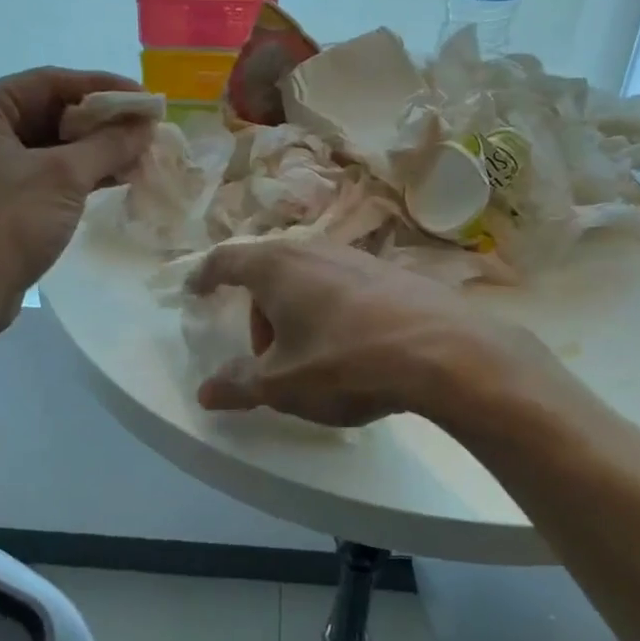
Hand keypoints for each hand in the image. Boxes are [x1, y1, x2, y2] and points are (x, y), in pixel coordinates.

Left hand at [0, 68, 154, 330]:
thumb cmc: (4, 224)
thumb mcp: (63, 177)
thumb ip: (109, 144)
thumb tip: (146, 125)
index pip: (51, 81)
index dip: (104, 89)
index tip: (147, 100)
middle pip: (51, 111)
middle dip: (102, 122)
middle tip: (148, 130)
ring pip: (51, 144)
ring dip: (95, 149)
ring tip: (141, 154)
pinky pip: (46, 171)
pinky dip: (80, 173)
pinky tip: (117, 177)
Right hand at [188, 239, 550, 428]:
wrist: (444, 351)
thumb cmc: (346, 362)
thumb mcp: (283, 384)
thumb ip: (239, 385)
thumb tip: (205, 391)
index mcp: (276, 267)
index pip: (226, 260)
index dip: (206, 276)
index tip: (196, 291)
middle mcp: (312, 249)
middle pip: (268, 273)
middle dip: (258, 312)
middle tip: (267, 358)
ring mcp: (354, 256)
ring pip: (306, 279)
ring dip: (295, 313)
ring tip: (311, 358)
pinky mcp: (388, 271)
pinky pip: (340, 286)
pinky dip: (329, 310)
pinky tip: (352, 347)